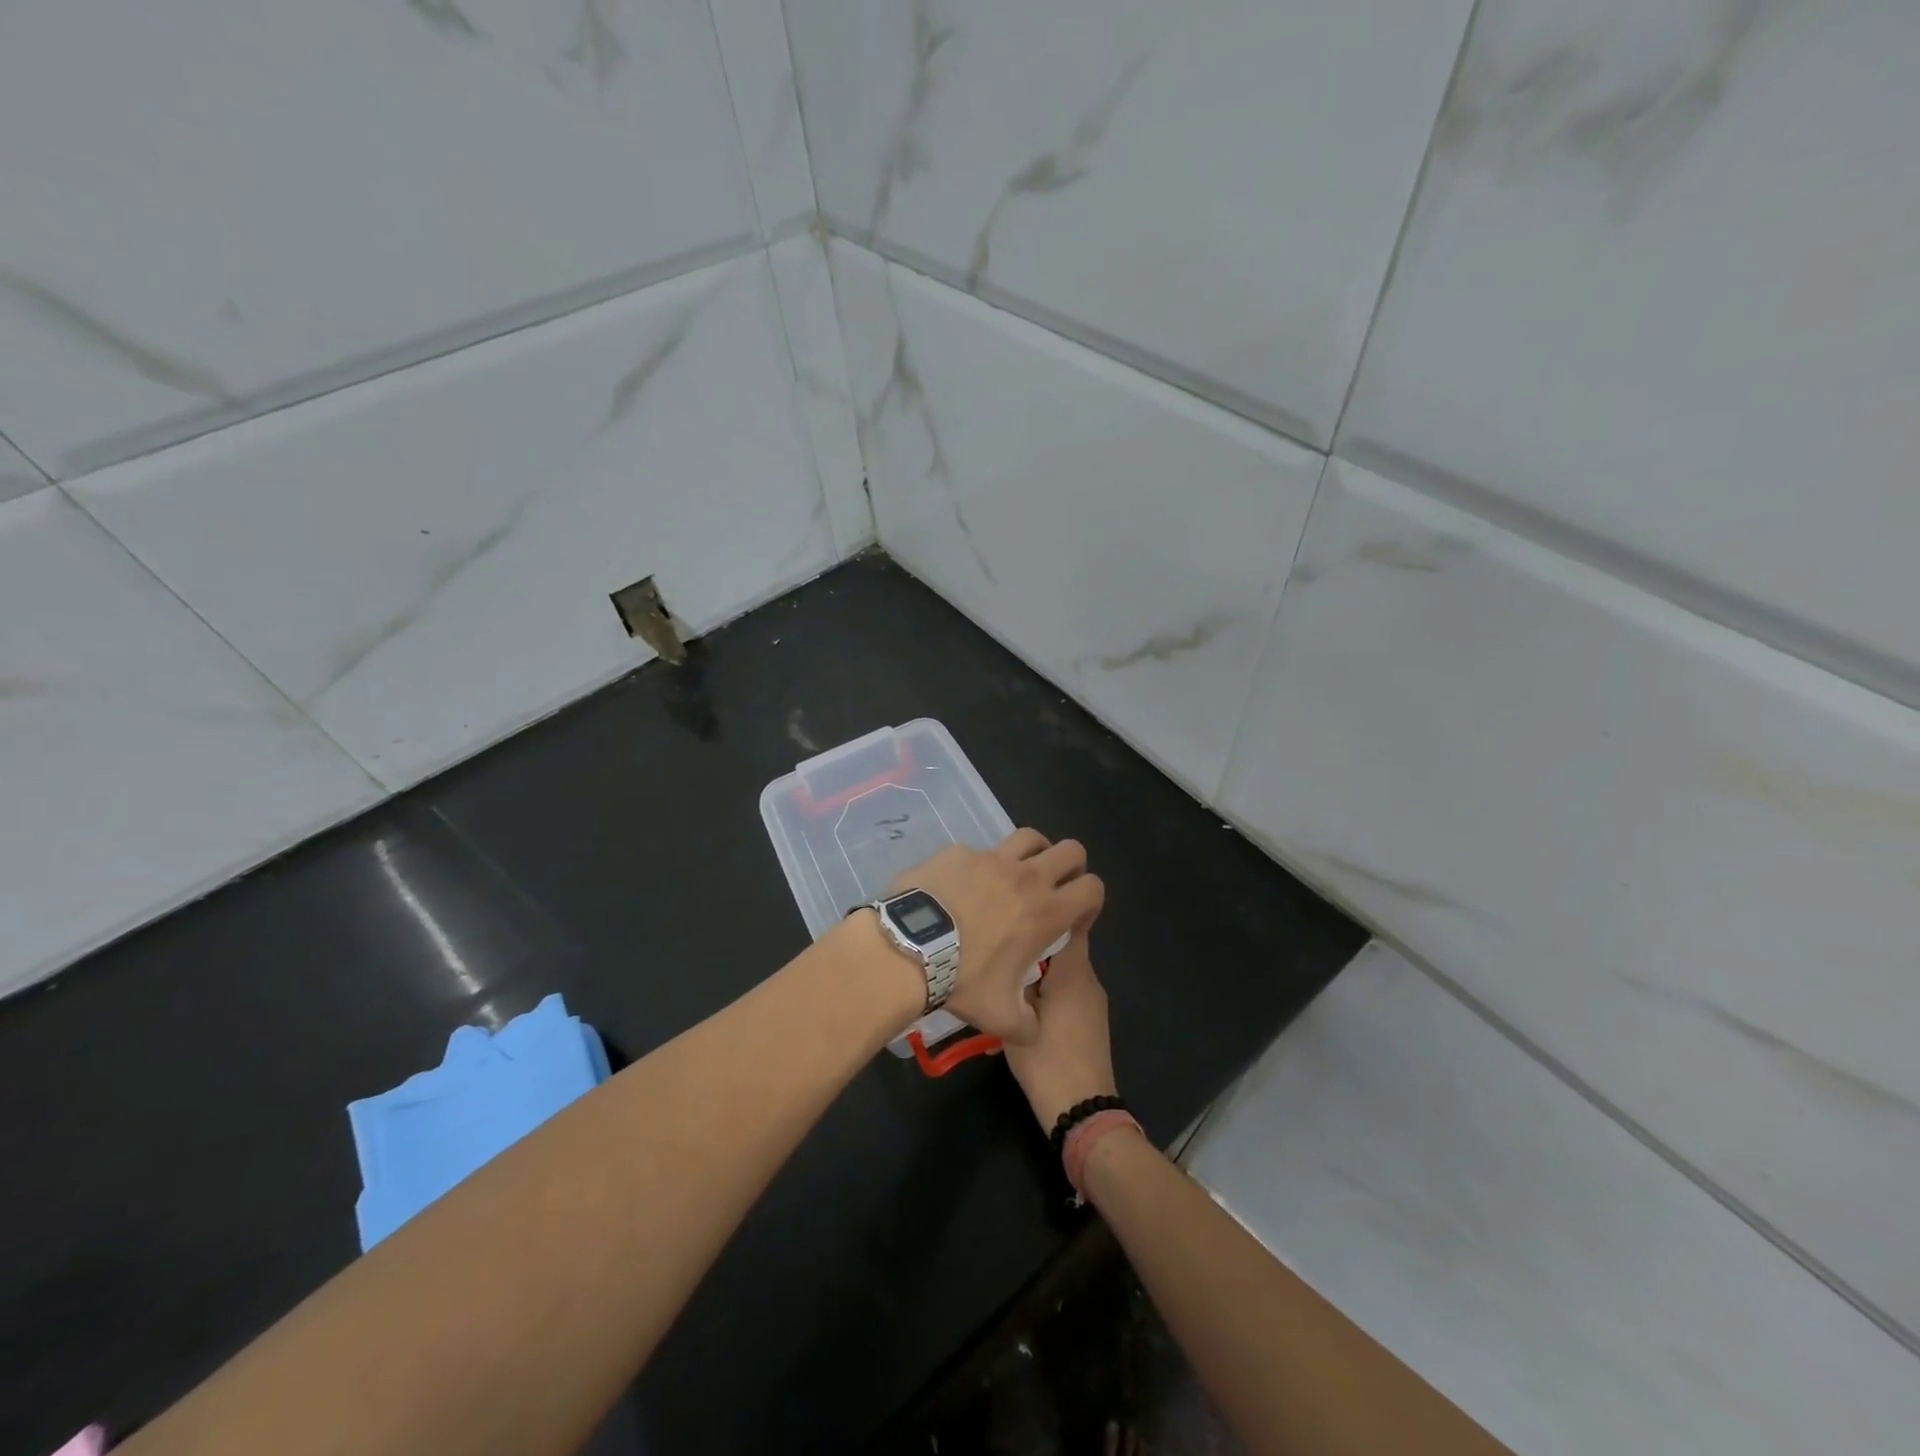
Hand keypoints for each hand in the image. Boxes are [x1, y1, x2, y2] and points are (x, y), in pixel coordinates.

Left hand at [888, 830, 1102, 1044]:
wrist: (907, 951)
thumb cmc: (962, 981)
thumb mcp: (1001, 1017)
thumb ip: (1027, 1024)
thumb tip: (1033, 1031)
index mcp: (1047, 911)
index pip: (1093, 887)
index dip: (1090, 899)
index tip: (1074, 914)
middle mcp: (1027, 876)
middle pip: (1072, 850)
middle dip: (1070, 866)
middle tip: (1053, 886)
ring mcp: (991, 858)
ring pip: (1029, 837)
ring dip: (1033, 852)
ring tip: (1018, 873)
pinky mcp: (958, 851)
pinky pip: (978, 851)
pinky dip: (978, 865)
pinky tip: (962, 886)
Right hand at [1002, 918, 1117, 1130]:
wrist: (1082, 1110)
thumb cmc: (1047, 1059)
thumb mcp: (1018, 1017)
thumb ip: (1015, 981)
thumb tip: (1006, 956)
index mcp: (1074, 971)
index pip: (1068, 922)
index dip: (1044, 911)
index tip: (1017, 910)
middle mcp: (1089, 979)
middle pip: (1061, 947)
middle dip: (1032, 946)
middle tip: (1000, 949)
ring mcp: (1093, 1001)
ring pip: (1062, 972)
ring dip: (1037, 972)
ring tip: (1005, 980)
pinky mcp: (1091, 1020)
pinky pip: (1067, 992)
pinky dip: (1046, 993)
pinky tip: (1020, 1009)